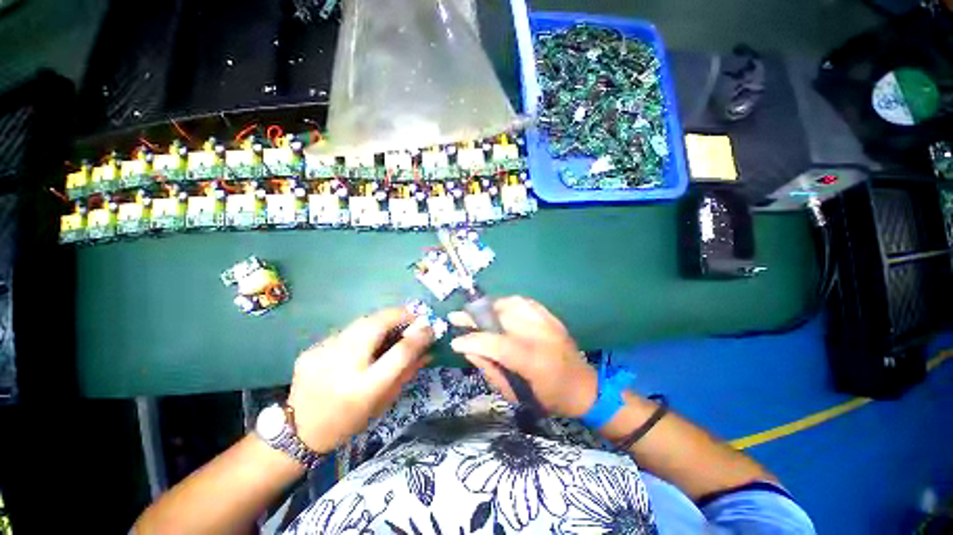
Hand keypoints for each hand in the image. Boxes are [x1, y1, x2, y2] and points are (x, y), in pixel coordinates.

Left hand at [287, 308, 433, 452]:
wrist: (298, 432)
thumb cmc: (349, 420)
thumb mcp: (384, 401)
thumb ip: (407, 372)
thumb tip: (428, 349)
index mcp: (363, 389)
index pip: (398, 354)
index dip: (417, 336)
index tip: (430, 326)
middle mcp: (341, 367)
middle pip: (375, 325)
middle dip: (398, 315)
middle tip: (412, 316)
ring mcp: (322, 354)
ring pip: (360, 323)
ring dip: (381, 320)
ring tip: (392, 324)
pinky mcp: (311, 349)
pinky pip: (346, 331)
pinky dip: (361, 331)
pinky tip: (363, 341)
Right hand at [449, 296, 597, 417]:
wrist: (583, 386)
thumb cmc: (549, 398)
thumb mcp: (516, 395)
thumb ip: (490, 370)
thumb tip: (469, 349)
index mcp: (534, 361)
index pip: (497, 344)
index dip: (473, 340)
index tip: (455, 342)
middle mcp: (541, 335)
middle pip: (502, 316)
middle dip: (474, 316)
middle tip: (457, 317)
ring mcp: (547, 322)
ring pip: (511, 303)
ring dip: (489, 307)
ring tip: (477, 314)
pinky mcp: (551, 316)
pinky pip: (523, 301)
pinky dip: (506, 303)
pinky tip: (497, 309)